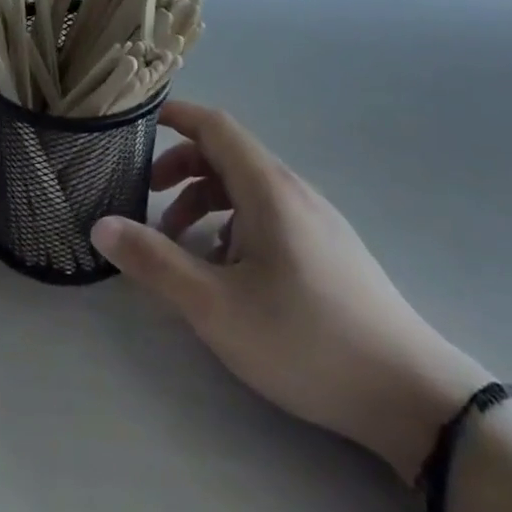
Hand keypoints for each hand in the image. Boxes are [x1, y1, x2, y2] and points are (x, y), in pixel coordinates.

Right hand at [91, 102, 488, 480]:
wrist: (411, 395)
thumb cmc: (305, 340)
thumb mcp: (216, 306)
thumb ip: (155, 262)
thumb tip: (101, 225)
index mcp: (267, 188)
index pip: (216, 126)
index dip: (176, 116)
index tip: (138, 125)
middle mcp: (293, 190)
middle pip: (228, 155)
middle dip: (181, 167)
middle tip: (147, 197)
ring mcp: (316, 219)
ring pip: (248, 188)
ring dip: (206, 201)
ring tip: (181, 245)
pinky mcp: (329, 247)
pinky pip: (270, 213)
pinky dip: (234, 223)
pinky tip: (228, 272)